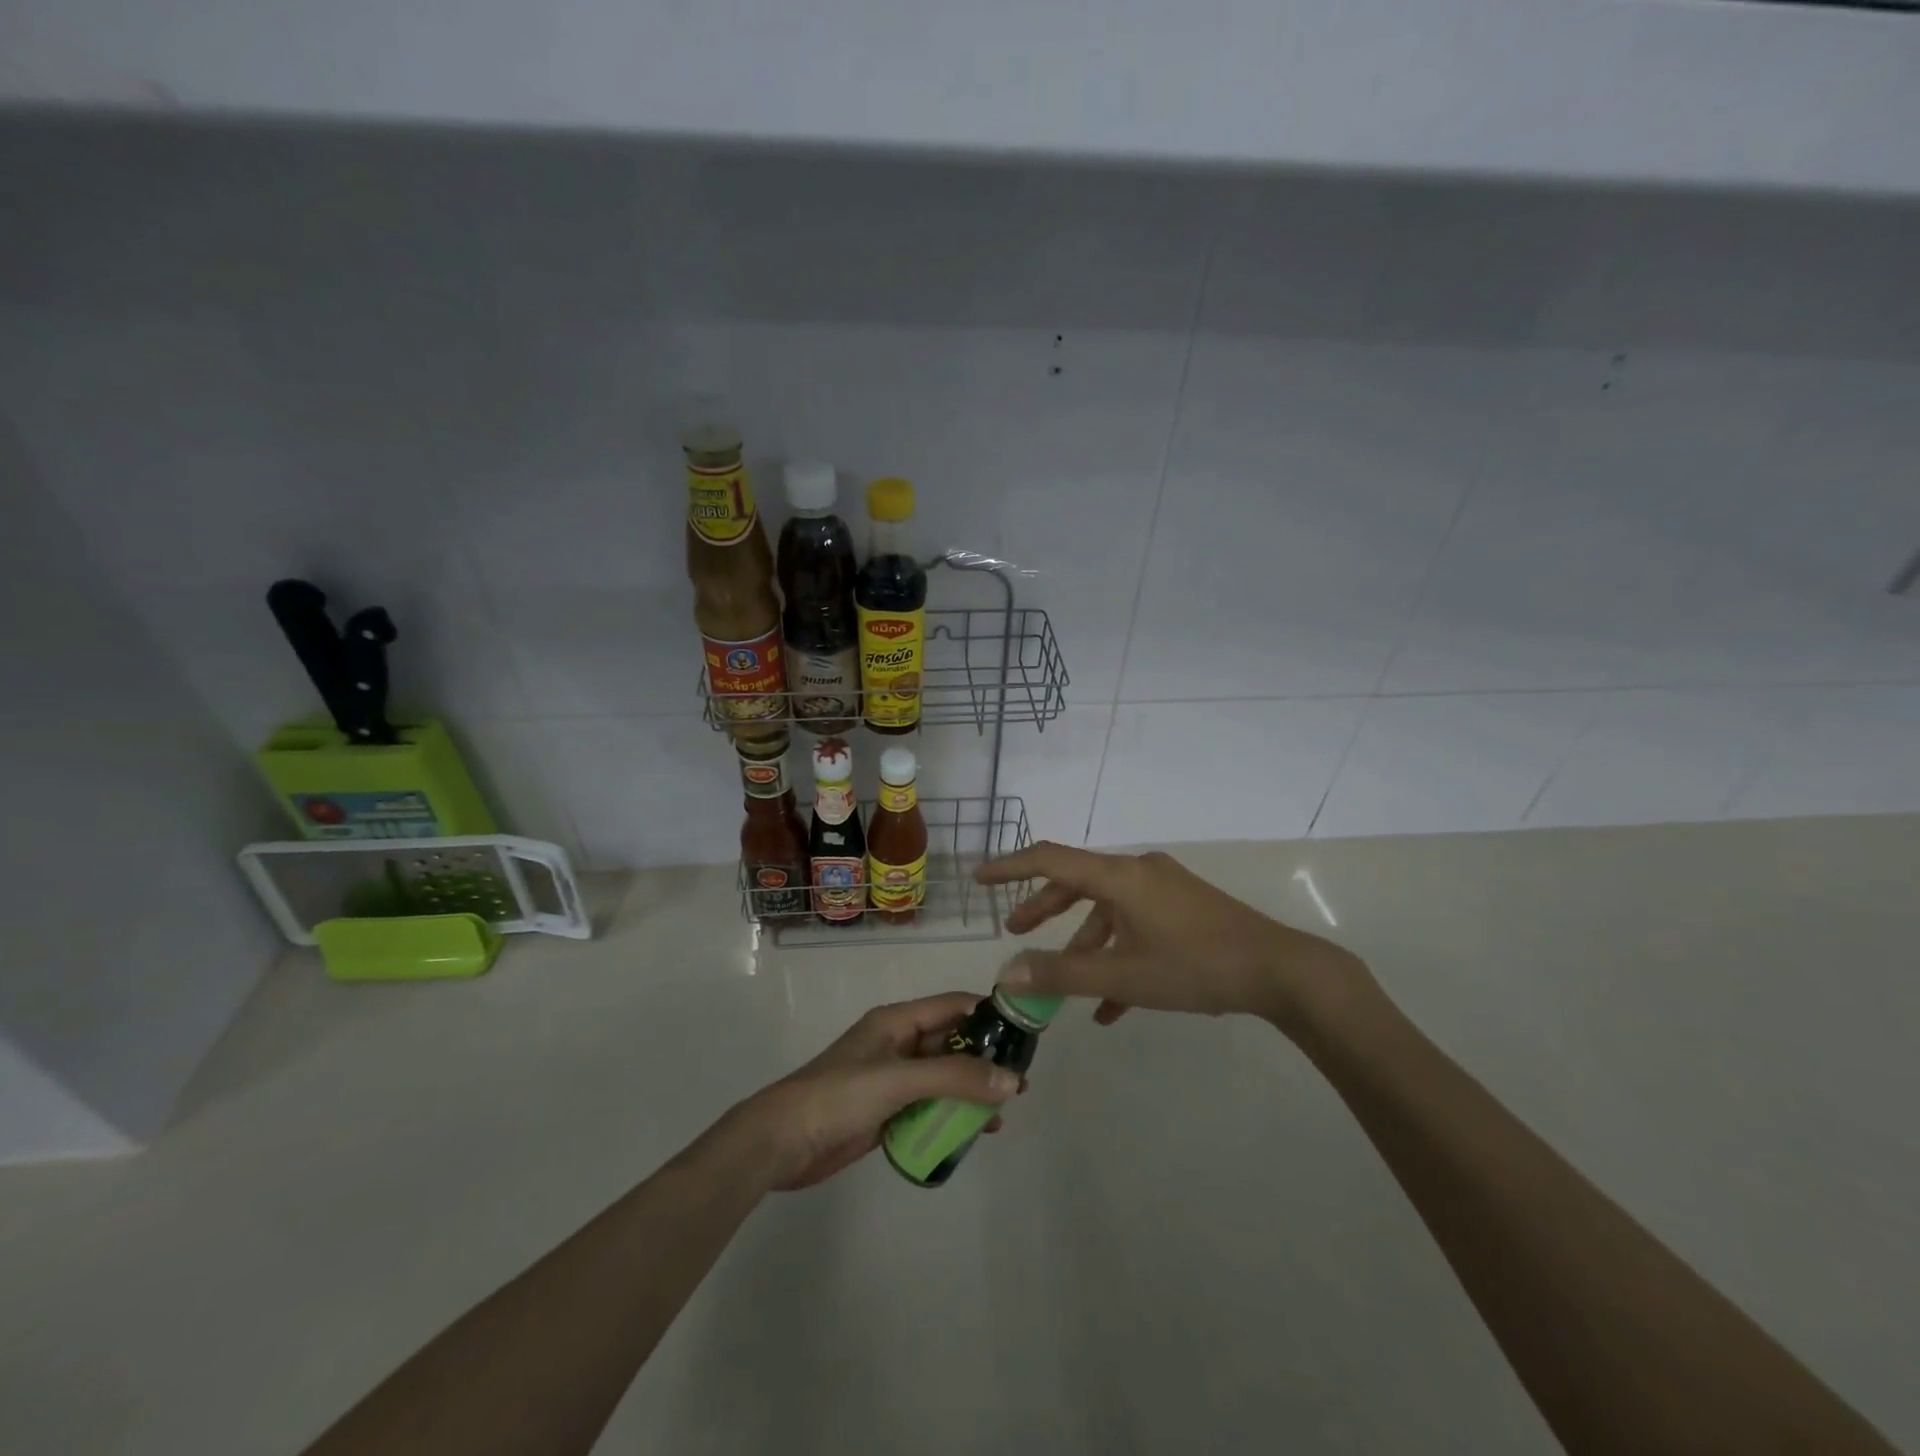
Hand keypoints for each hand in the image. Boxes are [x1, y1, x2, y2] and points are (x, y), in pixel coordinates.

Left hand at [720, 993, 1019, 1191]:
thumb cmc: (839, 1096)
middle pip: (951, 1044)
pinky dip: (951, 1116)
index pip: (952, 1006)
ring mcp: (892, 1080)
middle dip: (985, 1059)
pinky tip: (973, 1133)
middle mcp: (898, 1044)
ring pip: (943, 1078)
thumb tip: (1012, 1080)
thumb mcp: (899, 1079)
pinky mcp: (887, 1112)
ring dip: (971, 1091)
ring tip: (1004, 1113)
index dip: (988, 1014)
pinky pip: (929, 1107)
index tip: (1025, 1033)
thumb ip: (955, 1078)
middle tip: (1020, 1082)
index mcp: (897, 1021)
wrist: (782, 1142)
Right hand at [976, 843, 1368, 1034]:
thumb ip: (1062, 974)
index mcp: (1120, 876)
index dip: (1011, 868)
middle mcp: (1138, 872)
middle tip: (1016, 931)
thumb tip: (1009, 973)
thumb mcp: (1124, 975)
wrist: (1281, 971)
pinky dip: (1117, 955)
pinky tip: (1112, 1006)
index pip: (1051, 859)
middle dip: (1044, 909)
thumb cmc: (1196, 966)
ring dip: (1083, 944)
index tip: (980, 879)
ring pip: (1108, 910)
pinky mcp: (1183, 908)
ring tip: (1065, 986)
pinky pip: (1136, 925)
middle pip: (1077, 883)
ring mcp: (1164, 889)